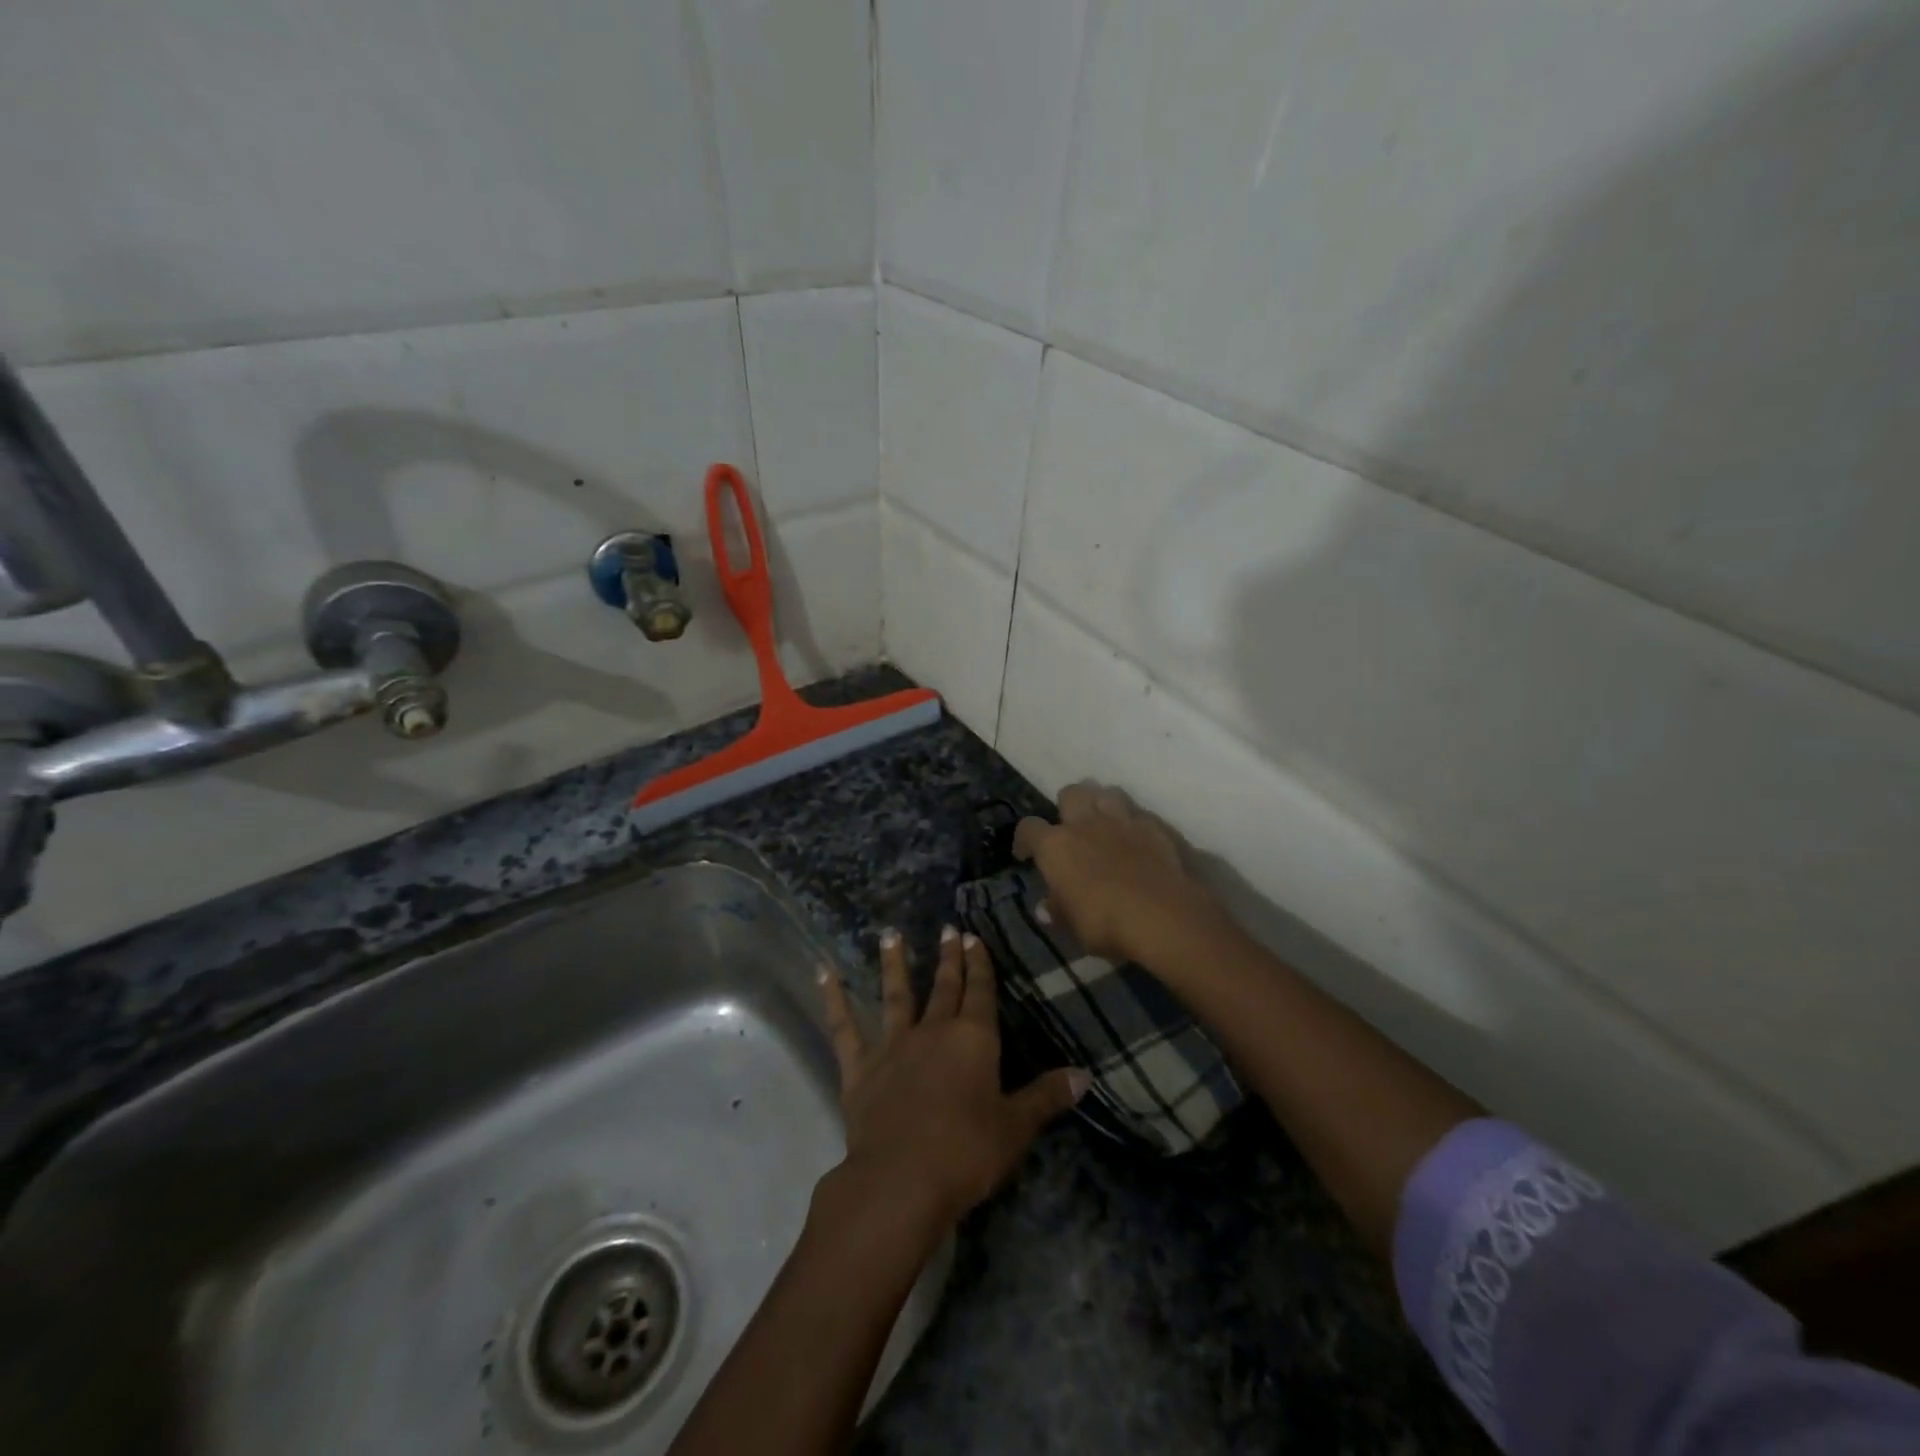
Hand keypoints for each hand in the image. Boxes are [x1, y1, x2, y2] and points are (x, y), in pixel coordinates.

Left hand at [817, 927, 1087, 1227]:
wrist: (900, 1180)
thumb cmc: (966, 1152)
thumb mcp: (1015, 1127)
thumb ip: (1046, 1097)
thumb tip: (1085, 1075)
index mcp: (973, 1039)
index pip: (980, 992)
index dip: (979, 964)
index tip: (973, 937)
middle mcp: (933, 1031)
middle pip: (944, 987)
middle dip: (948, 959)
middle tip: (947, 929)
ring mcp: (893, 1046)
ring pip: (895, 995)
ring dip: (893, 964)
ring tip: (890, 933)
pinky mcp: (860, 1069)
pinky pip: (844, 1028)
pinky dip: (833, 1000)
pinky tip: (822, 974)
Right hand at [1012, 780, 1226, 966]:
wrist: (1162, 916)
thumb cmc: (1105, 923)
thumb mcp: (1073, 925)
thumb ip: (1058, 910)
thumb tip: (1046, 907)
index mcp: (1056, 845)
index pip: (1029, 828)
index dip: (1025, 839)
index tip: (1026, 855)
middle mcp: (1086, 823)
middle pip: (1071, 793)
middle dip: (1068, 806)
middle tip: (1071, 828)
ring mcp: (1122, 820)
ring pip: (1107, 792)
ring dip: (1102, 804)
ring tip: (1104, 824)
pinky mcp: (1155, 827)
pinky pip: (1139, 814)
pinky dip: (1134, 823)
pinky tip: (1137, 840)